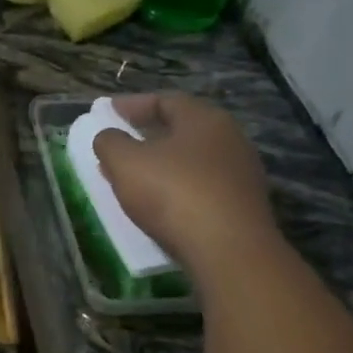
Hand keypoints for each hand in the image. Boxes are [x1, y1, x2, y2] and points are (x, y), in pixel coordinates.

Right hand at [92, 92, 277, 272]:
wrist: (230, 251)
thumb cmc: (174, 193)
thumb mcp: (126, 163)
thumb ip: (110, 143)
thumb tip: (109, 137)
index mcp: (204, 119)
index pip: (166, 100)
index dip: (134, 104)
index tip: (109, 111)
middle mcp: (230, 139)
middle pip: (183, 129)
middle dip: (148, 135)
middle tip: (121, 142)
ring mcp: (241, 174)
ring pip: (192, 160)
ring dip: (161, 164)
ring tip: (134, 176)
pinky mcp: (243, 206)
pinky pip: (202, 187)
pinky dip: (177, 188)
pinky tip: (159, 203)